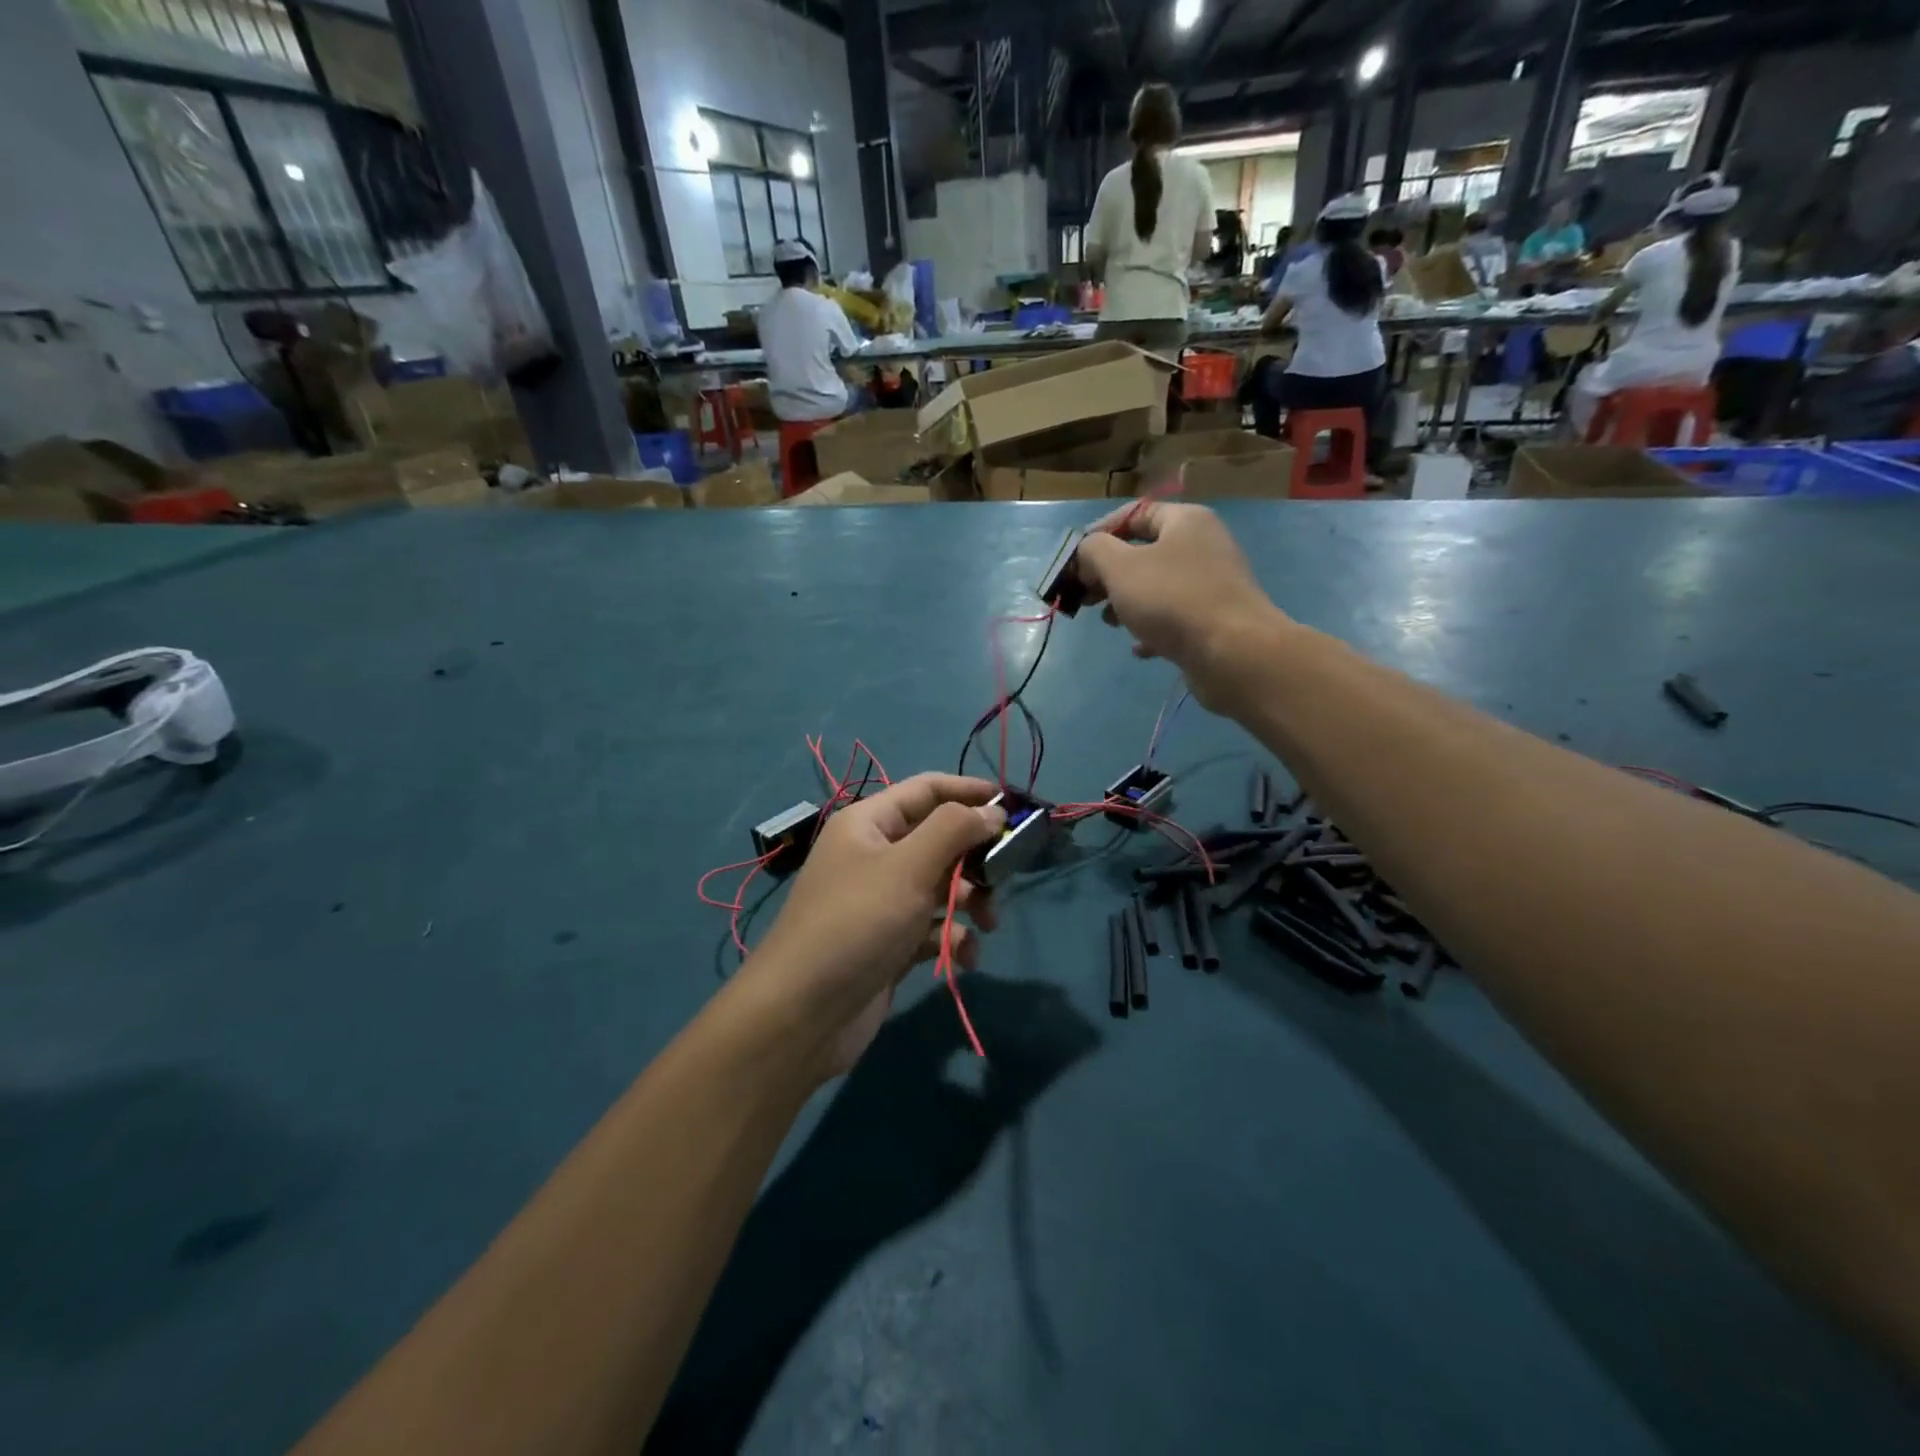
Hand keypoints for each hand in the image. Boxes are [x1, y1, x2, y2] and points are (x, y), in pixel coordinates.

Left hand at [742, 774, 1003, 1080]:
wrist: (803, 1014)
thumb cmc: (857, 923)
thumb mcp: (908, 866)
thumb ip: (954, 829)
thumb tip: (992, 812)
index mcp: (869, 823)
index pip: (926, 790)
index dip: (969, 791)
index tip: (1012, 806)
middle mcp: (874, 855)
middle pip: (939, 838)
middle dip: (975, 856)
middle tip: (1006, 873)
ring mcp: (881, 901)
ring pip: (941, 885)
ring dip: (971, 900)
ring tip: (988, 922)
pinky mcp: (890, 942)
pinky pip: (932, 927)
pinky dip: (952, 937)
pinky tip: (963, 957)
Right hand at [1074, 501, 1287, 713]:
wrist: (1233, 652)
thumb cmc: (1172, 600)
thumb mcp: (1120, 567)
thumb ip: (1094, 551)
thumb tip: (1088, 552)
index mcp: (1185, 521)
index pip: (1134, 514)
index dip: (1099, 533)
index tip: (1074, 562)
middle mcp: (1202, 546)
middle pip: (1143, 552)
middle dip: (1108, 574)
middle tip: (1085, 596)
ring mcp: (1211, 585)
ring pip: (1157, 587)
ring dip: (1127, 603)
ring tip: (1109, 623)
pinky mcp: (1214, 620)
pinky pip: (1174, 618)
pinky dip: (1152, 629)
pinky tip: (1139, 647)